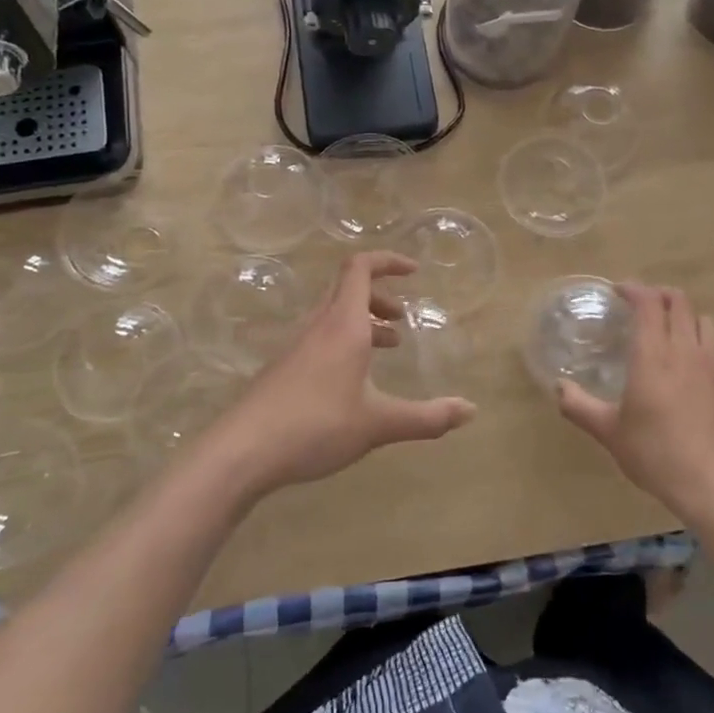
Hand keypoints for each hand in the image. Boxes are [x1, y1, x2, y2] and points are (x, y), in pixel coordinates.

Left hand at [205, 251, 475, 499]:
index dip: (388, 261)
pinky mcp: (283, 369)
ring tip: (386, 348)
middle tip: (402, 320)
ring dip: (362, 322)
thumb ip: (427, 417)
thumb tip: (471, 410)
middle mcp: (318, 326)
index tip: (414, 271)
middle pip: (347, 289)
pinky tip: (352, 382)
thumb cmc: (316, 425)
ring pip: (334, 316)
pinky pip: (320, 339)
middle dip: (379, 297)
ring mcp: (296, 347)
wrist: (241, 452)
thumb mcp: (378, 423)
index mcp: (343, 325)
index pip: (361, 268)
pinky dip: (344, 343)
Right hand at [557, 283, 713, 524]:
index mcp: (654, 354)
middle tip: (642, 305)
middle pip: (680, 303)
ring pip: (705, 322)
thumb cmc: (656, 454)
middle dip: (660, 295)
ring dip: (686, 317)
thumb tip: (559, 387)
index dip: (634, 289)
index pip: (648, 302)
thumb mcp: (609, 433)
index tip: (618, 291)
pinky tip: (696, 369)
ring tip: (670, 330)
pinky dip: (706, 350)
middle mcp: (686, 351)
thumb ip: (580, 406)